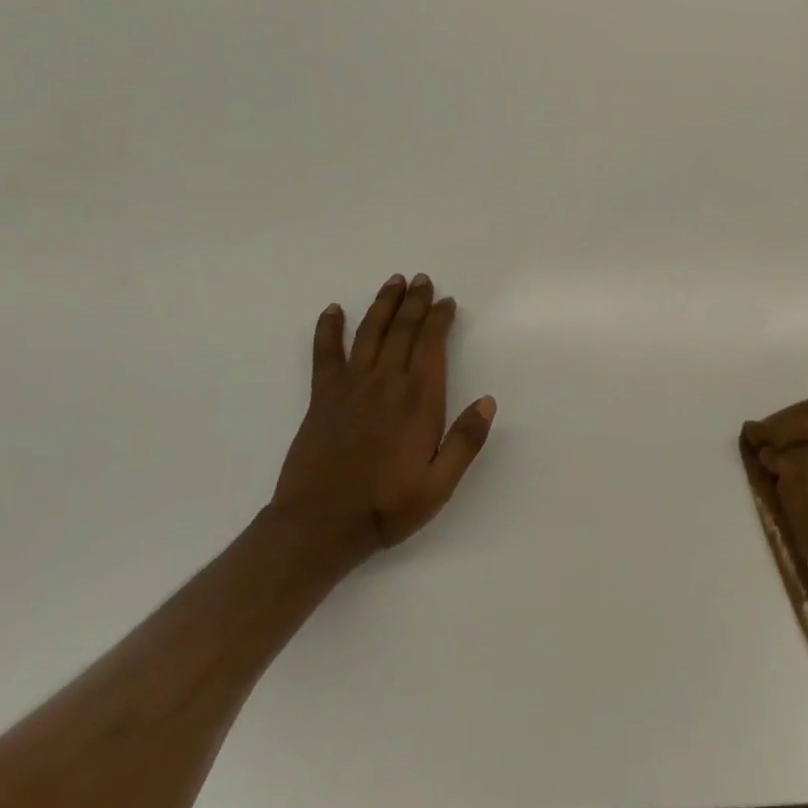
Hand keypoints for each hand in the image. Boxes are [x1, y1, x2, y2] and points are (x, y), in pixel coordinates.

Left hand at [265, 272, 495, 574]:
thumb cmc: (386, 507)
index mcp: (418, 400)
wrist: (319, 527)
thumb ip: (465, 442)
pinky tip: (333, 310)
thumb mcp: (439, 485)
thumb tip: (488, 401)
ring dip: (383, 305)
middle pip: (402, 330)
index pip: (432, 345)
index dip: (440, 319)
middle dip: (415, 302)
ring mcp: (351, 387)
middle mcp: (386, 383)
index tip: (447, 301)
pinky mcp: (322, 398)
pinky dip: (328, 330)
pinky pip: (325, 355)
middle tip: (423, 279)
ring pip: (369, 333)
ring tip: (394, 281)